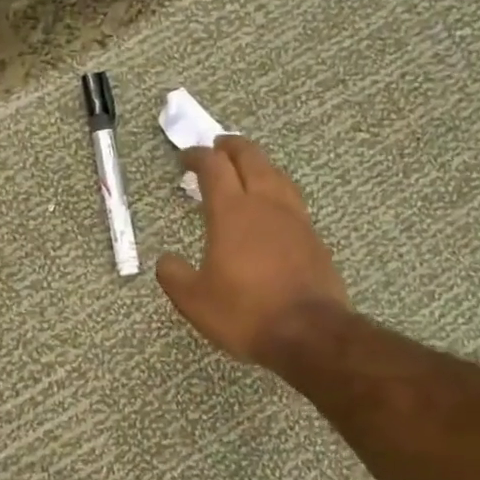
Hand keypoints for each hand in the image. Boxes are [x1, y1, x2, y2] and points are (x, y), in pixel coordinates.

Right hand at [155, 136, 348, 364]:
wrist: (308, 333)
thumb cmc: (244, 313)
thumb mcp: (194, 300)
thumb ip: (174, 275)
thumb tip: (165, 261)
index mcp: (231, 213)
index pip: (214, 168)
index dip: (197, 157)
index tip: (185, 158)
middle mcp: (265, 204)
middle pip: (251, 158)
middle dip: (231, 147)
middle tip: (218, 146)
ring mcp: (295, 218)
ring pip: (276, 174)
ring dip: (258, 163)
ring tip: (246, 168)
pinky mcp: (313, 237)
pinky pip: (291, 199)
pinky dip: (275, 190)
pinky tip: (271, 206)